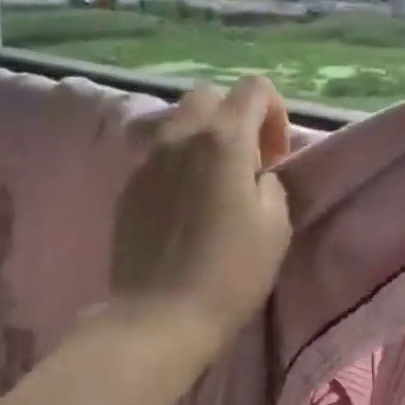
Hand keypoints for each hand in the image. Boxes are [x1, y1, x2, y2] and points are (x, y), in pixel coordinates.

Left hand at [112, 76, 293, 351]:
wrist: (159, 317)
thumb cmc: (230, 272)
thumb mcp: (276, 225)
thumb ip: (271, 182)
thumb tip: (257, 173)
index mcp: (224, 139)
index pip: (254, 87)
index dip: (275, 113)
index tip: (276, 157)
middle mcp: (181, 136)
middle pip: (210, 95)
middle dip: (235, 116)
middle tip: (247, 162)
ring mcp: (148, 159)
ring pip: (179, 121)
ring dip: (204, 137)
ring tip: (214, 182)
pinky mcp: (128, 185)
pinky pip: (159, 154)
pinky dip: (179, 162)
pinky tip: (185, 206)